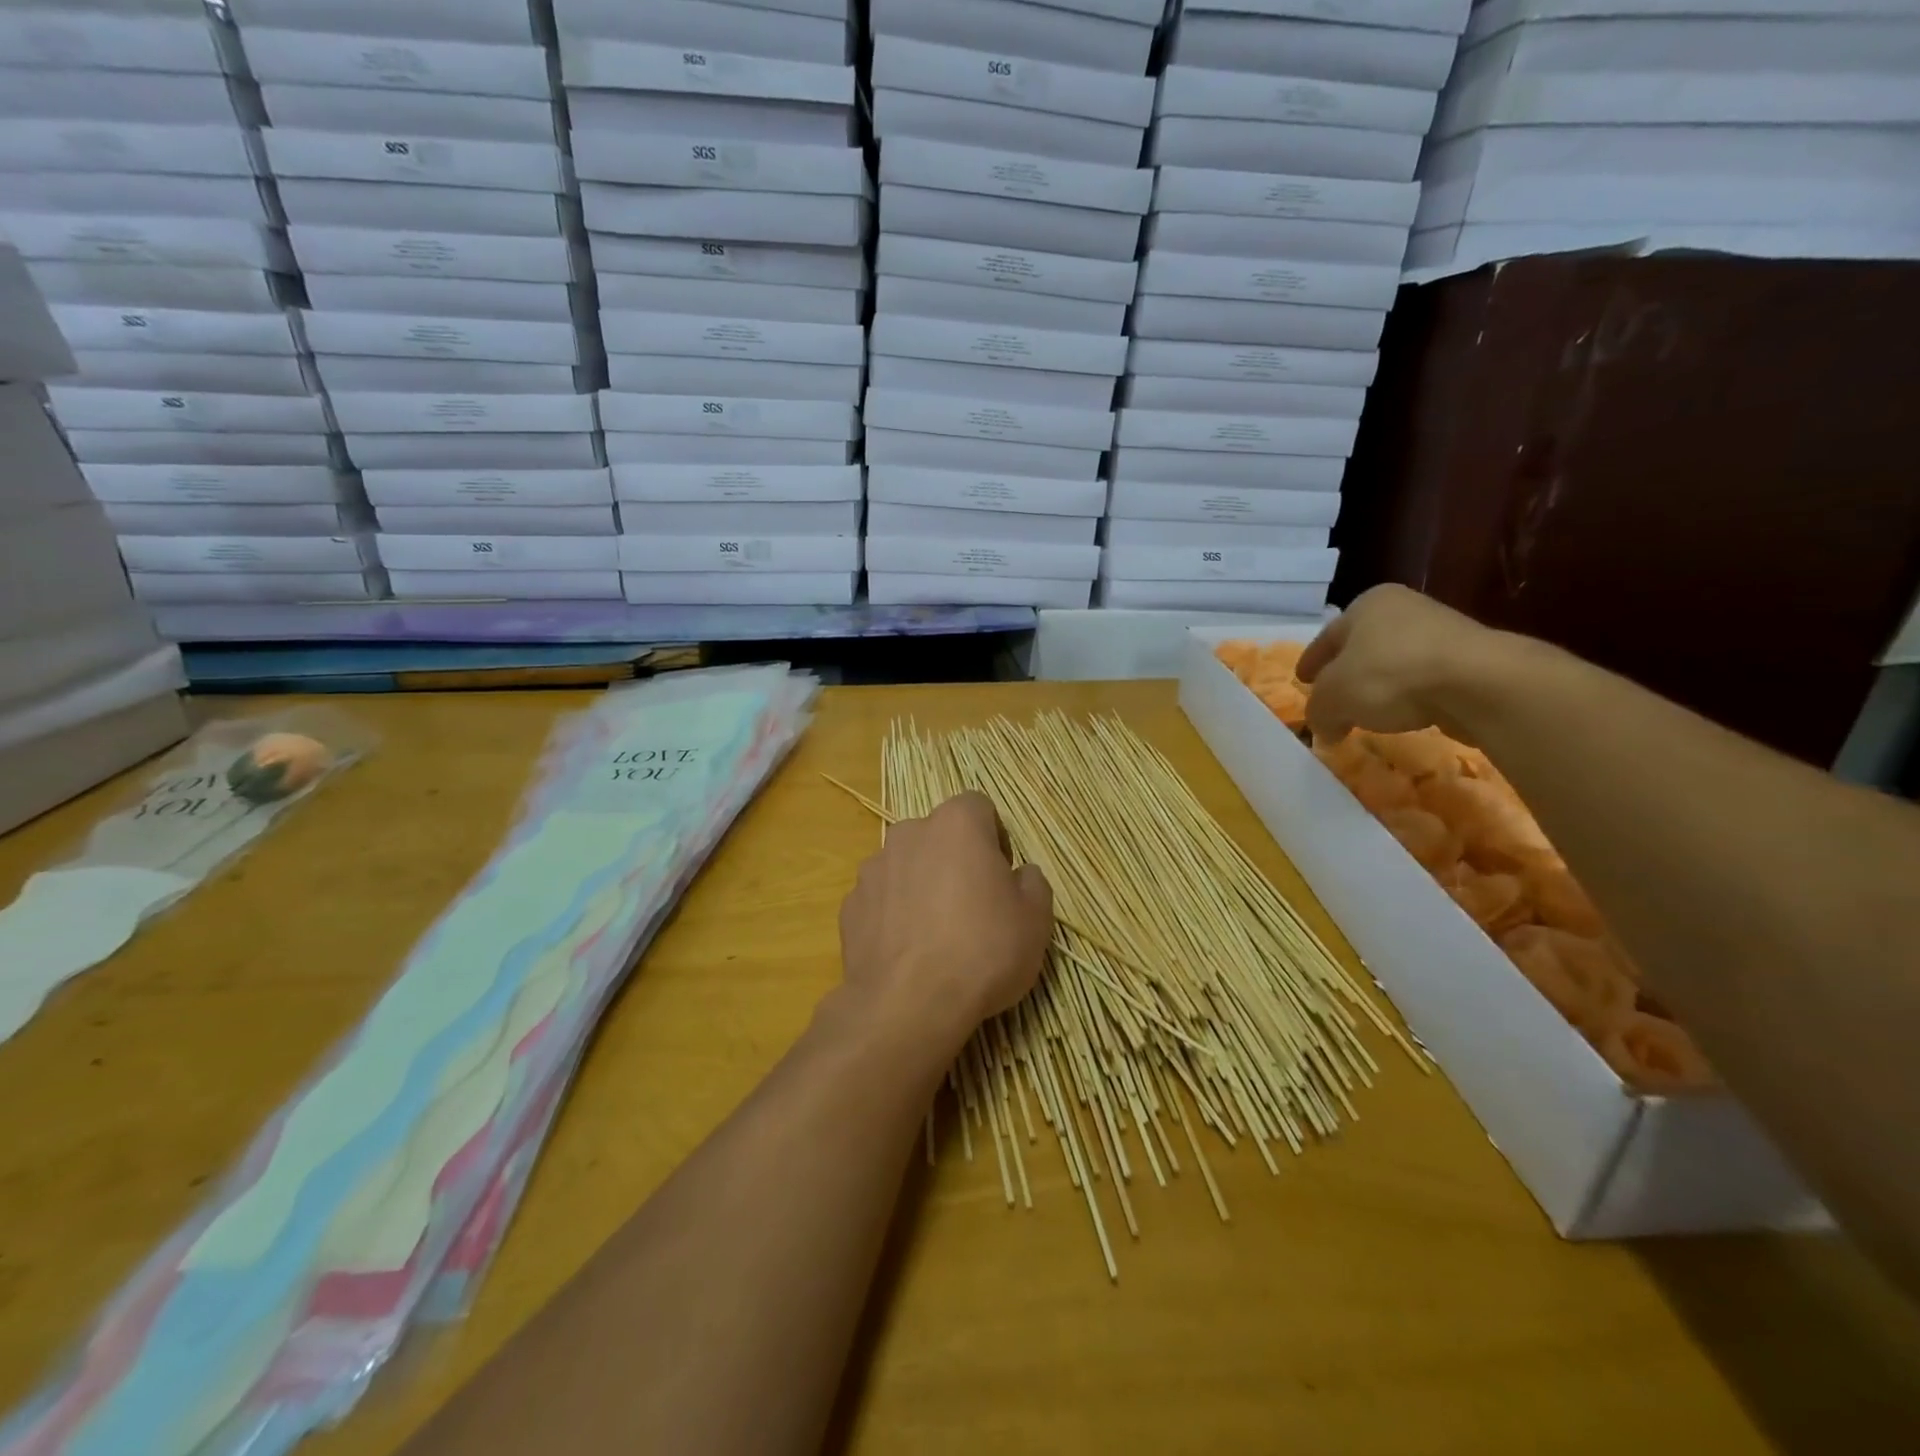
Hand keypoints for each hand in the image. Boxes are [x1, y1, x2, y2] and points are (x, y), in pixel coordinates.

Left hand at [838, 791, 1053, 1046]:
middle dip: (956, 860)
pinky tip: (910, 951)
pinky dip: (895, 914)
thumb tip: (1020, 875)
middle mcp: (909, 833)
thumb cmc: (982, 950)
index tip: (1002, 876)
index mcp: (956, 824)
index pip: (979, 807)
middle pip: (939, 835)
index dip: (995, 837)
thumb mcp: (1035, 919)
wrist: (908, 1005)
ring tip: (938, 934)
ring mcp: (874, 868)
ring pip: (907, 866)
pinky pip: (882, 899)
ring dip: (923, 885)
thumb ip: (1033, 883)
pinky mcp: (850, 905)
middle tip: (974, 905)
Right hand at [1297, 585, 1512, 744]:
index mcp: (1367, 604)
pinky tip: (1405, 714)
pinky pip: (1424, 678)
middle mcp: (1404, 608)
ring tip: (1369, 711)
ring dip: (1380, 684)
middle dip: (1346, 671)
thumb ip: (1319, 712)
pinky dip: (1410, 694)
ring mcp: (1443, 630)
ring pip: (1395, 660)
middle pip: (1362, 646)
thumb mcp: (1333, 699)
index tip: (1302, 680)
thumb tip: (1324, 729)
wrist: (1477, 683)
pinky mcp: (1471, 658)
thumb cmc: (1389, 676)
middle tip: (1333, 695)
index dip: (1312, 662)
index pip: (1328, 636)